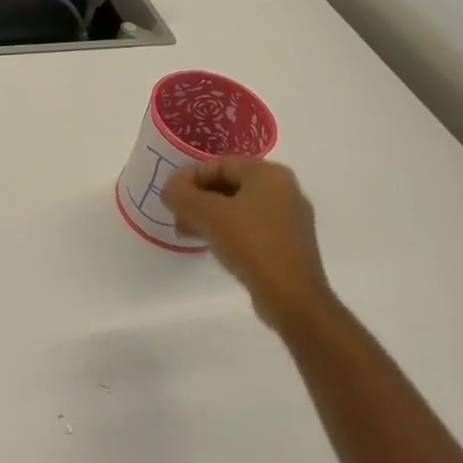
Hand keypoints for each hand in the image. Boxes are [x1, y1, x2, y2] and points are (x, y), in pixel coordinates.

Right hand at [160, 159, 333, 331]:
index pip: (219, 165)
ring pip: (238, 208)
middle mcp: (284, 190)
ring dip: (209, 216)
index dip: (189, 178)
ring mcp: (289, 218)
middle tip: (176, 215)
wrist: (292, 297)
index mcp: (269, 174)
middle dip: (198, 199)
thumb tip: (170, 190)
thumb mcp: (206, 214)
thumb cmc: (250, 243)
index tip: (170, 196)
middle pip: (229, 185)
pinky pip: (250, 227)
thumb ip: (181, 194)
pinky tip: (210, 244)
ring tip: (187, 232)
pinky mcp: (289, 244)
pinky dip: (227, 230)